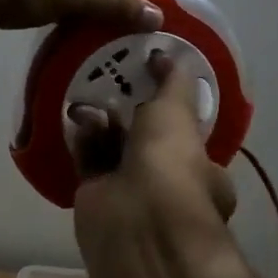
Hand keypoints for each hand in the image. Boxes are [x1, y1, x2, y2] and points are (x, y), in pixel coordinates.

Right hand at [71, 51, 237, 277]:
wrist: (137, 220)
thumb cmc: (171, 163)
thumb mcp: (178, 111)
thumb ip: (172, 82)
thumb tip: (166, 56)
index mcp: (201, 170)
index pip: (185, 136)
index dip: (167, 110)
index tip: (148, 83)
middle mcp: (169, 185)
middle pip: (145, 141)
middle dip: (128, 115)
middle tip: (111, 85)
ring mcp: (132, 194)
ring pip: (115, 150)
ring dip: (103, 124)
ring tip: (88, 100)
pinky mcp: (97, 198)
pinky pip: (89, 162)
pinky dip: (83, 140)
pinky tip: (76, 119)